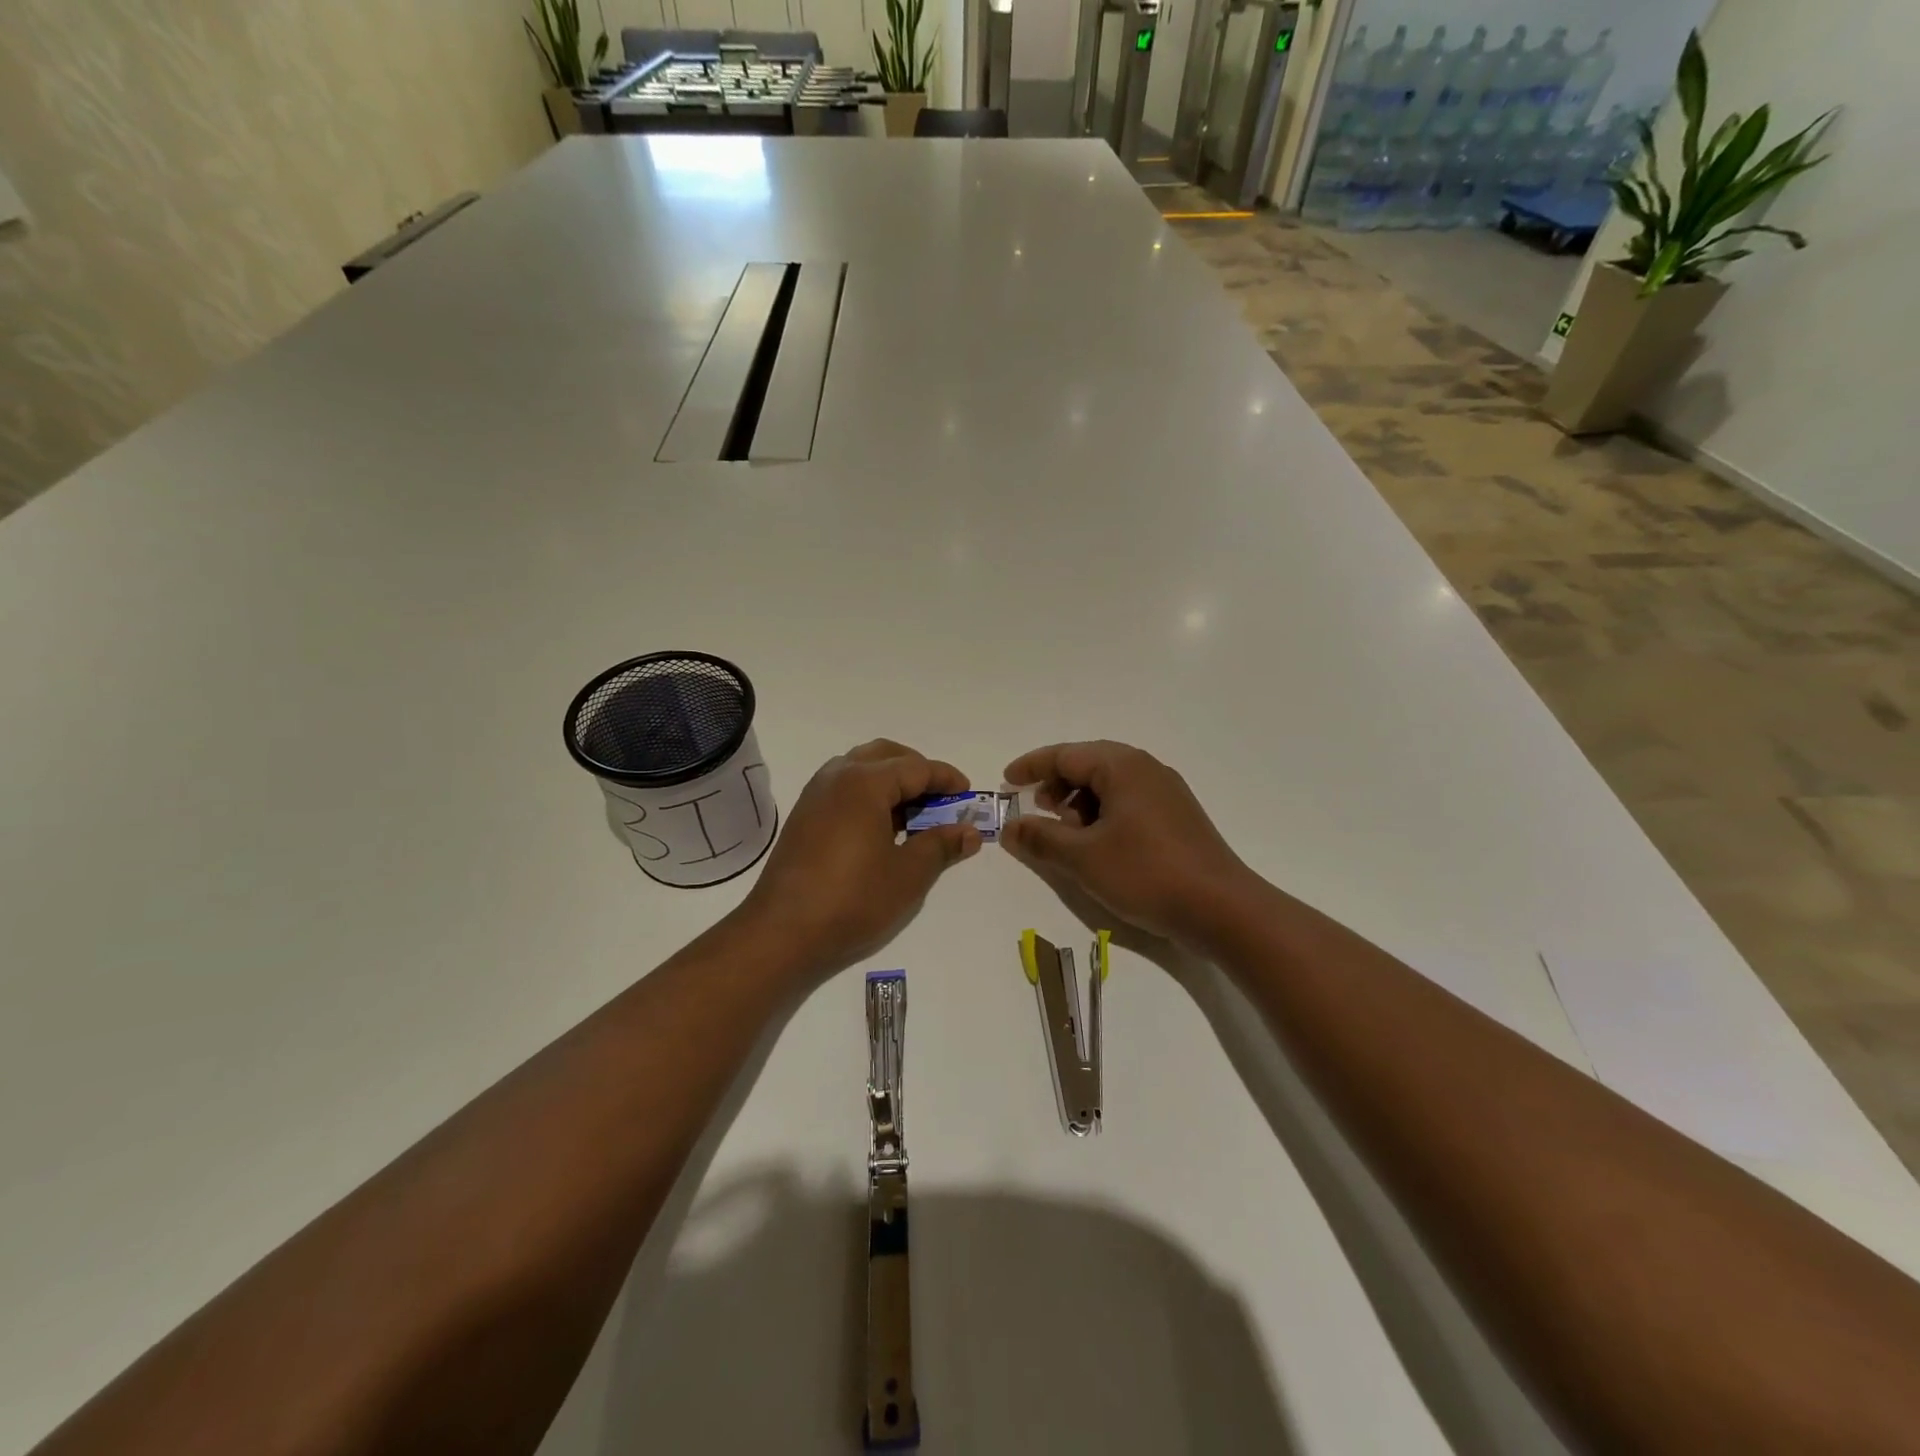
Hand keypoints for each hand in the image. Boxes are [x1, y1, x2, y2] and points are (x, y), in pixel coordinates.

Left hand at [736, 739, 981, 978]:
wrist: (782, 933)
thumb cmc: (853, 900)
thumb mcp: (908, 874)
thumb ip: (941, 845)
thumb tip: (969, 832)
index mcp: (865, 782)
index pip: (916, 768)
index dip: (946, 779)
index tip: (968, 795)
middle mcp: (837, 777)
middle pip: (885, 755)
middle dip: (917, 770)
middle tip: (940, 798)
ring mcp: (815, 795)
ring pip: (860, 767)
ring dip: (890, 780)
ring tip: (913, 814)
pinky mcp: (803, 816)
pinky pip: (843, 787)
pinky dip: (868, 794)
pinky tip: (881, 827)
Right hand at [1000, 740, 1250, 942]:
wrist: (1222, 909)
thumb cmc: (1146, 873)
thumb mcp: (1082, 858)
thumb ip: (1041, 838)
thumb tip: (1010, 827)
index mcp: (1122, 766)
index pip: (1065, 754)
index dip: (1031, 767)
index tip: (1006, 782)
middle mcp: (1146, 769)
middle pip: (1088, 765)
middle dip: (1056, 787)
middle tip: (1038, 813)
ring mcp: (1166, 793)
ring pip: (1109, 786)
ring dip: (1080, 805)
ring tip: (1070, 838)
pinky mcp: (1177, 818)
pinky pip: (1129, 803)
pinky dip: (1104, 816)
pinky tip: (1100, 848)